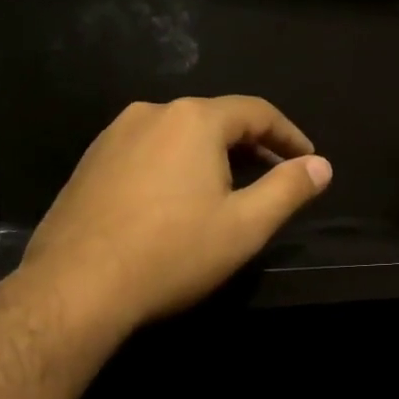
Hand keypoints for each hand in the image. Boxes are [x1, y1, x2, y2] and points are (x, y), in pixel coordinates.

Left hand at [22, 96, 331, 327]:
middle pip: (216, 119)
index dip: (290, 136)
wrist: (76, 287)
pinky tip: (179, 202)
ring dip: (213, 156)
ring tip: (230, 191)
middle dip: (253, 145)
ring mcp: (114, 136)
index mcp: (194, 120)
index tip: (309, 160)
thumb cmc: (173, 253)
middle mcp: (152, 113)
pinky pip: (149, 152)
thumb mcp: (246, 226)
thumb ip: (289, 190)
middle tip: (276, 177)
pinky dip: (177, 167)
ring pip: (180, 136)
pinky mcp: (90, 163)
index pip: (257, 112)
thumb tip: (322, 166)